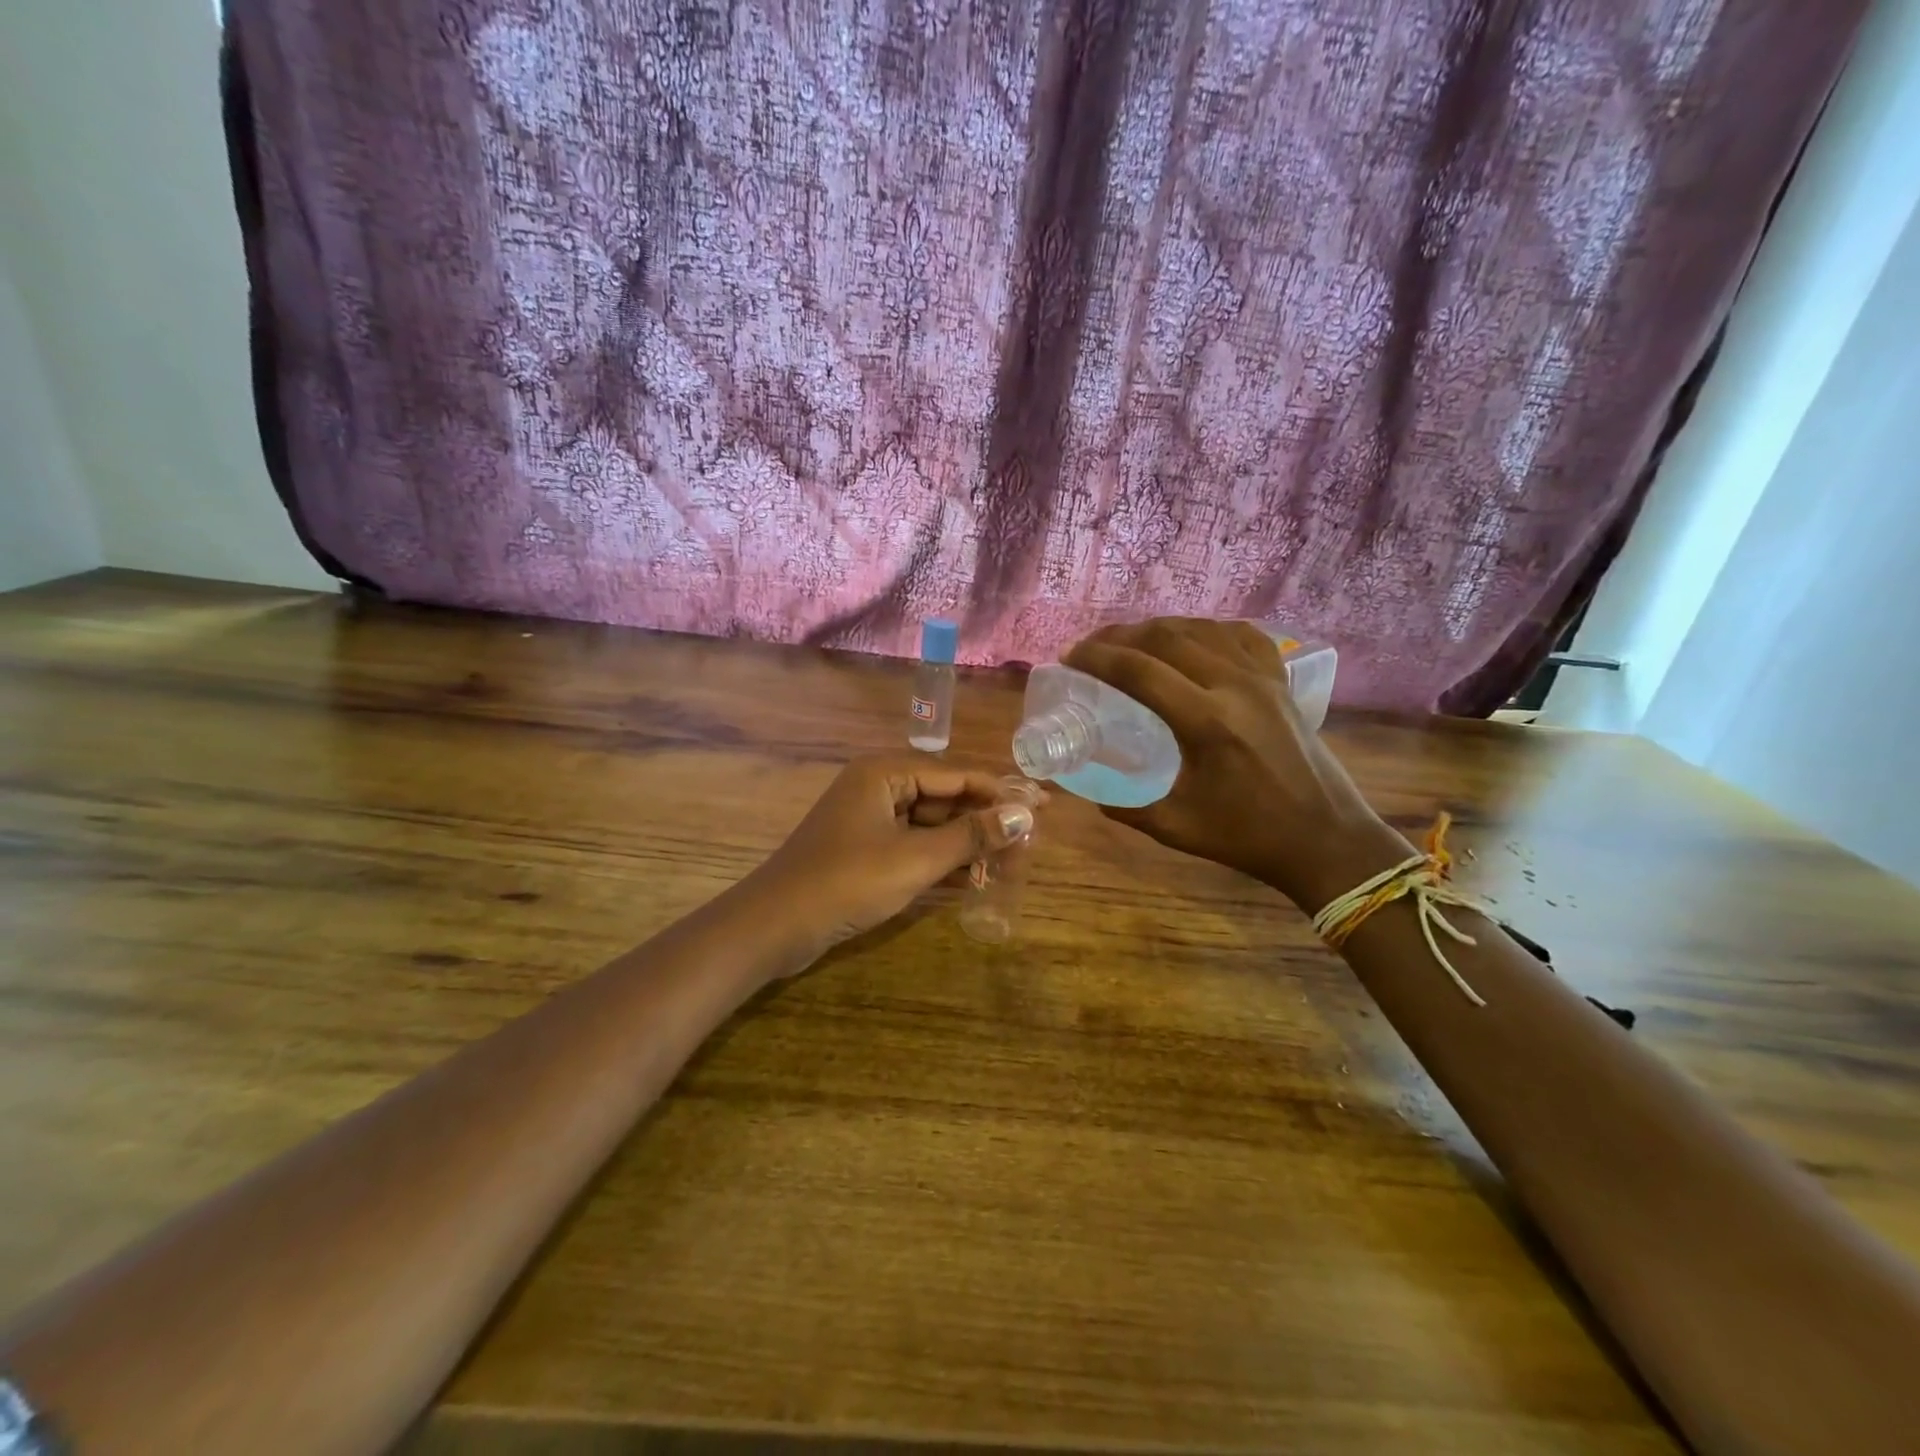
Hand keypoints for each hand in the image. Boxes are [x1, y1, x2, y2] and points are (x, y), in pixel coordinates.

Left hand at [748, 757, 1037, 955]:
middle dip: (985, 822)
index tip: (1042, 808)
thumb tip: (1024, 816)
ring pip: (931, 826)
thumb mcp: (915, 859)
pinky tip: (975, 882)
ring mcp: (869, 822)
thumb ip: (971, 836)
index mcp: (885, 773)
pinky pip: (913, 848)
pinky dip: (941, 862)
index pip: (957, 774)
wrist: (774, 927)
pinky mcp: (865, 852)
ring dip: (967, 845)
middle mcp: (878, 788)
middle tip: (1029, 844)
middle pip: (945, 798)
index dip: (1001, 792)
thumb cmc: (847, 882)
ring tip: (1011, 865)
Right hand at [1065, 618, 1408, 908]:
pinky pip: (1241, 636)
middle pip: (1166, 637)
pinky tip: (1193, 640)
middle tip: (1091, 649)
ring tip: (1130, 643)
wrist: (1325, 839)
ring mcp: (1263, 678)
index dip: (1097, 657)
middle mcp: (1235, 686)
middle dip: (1119, 636)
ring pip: (1201, 629)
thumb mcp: (1175, 827)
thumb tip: (1088, 786)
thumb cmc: (1248, 837)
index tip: (1070, 658)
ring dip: (1158, 629)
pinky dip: (1208, 629)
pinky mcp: (1281, 681)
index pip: (1139, 670)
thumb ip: (1125, 805)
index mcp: (1206, 722)